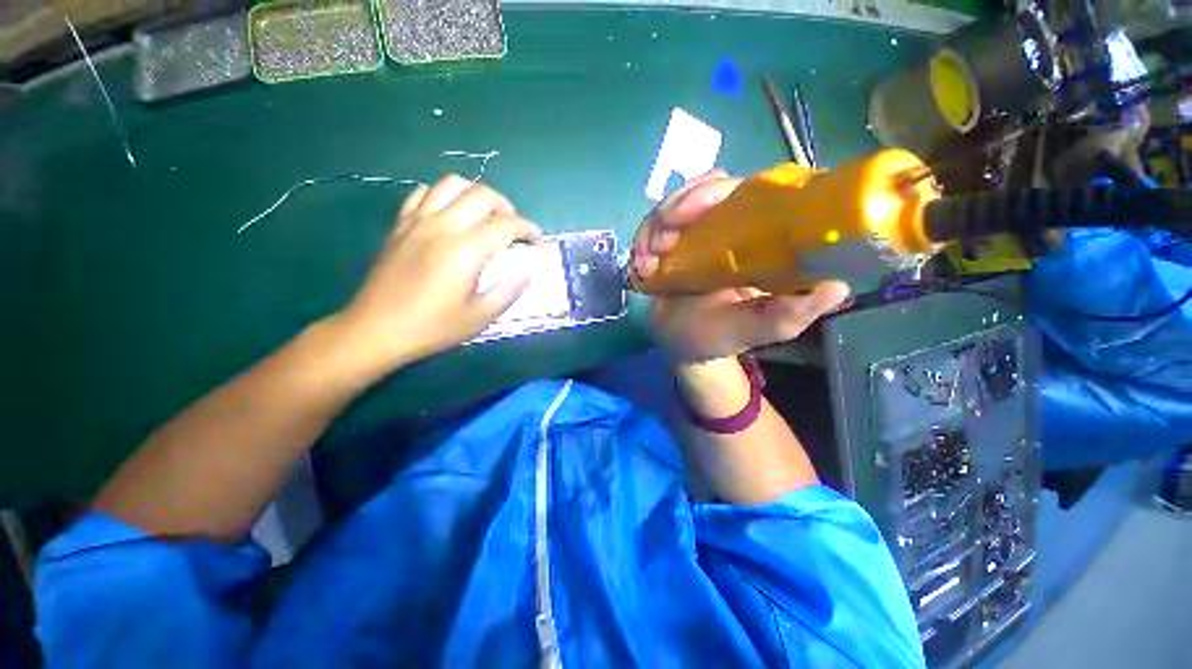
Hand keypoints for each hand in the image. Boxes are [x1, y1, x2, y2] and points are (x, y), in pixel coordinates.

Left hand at [331, 175, 540, 376]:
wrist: (376, 330)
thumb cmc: (432, 328)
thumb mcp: (479, 317)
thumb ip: (508, 291)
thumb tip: (528, 270)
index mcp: (465, 251)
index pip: (506, 224)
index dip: (528, 228)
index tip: (536, 239)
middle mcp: (442, 226)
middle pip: (482, 194)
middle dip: (506, 206)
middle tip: (513, 227)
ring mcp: (417, 221)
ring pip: (452, 183)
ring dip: (476, 194)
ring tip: (485, 215)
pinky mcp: (401, 224)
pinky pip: (425, 192)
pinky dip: (445, 195)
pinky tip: (451, 214)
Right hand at [631, 171, 849, 363]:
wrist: (683, 344)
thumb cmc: (721, 336)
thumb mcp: (757, 330)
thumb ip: (789, 315)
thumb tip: (837, 286)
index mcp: (760, 238)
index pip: (750, 191)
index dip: (716, 191)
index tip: (688, 213)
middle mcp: (732, 225)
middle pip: (708, 187)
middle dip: (677, 208)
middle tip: (658, 244)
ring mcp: (699, 231)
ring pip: (677, 202)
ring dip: (655, 225)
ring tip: (645, 261)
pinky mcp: (673, 240)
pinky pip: (655, 224)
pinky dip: (642, 237)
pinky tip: (639, 263)